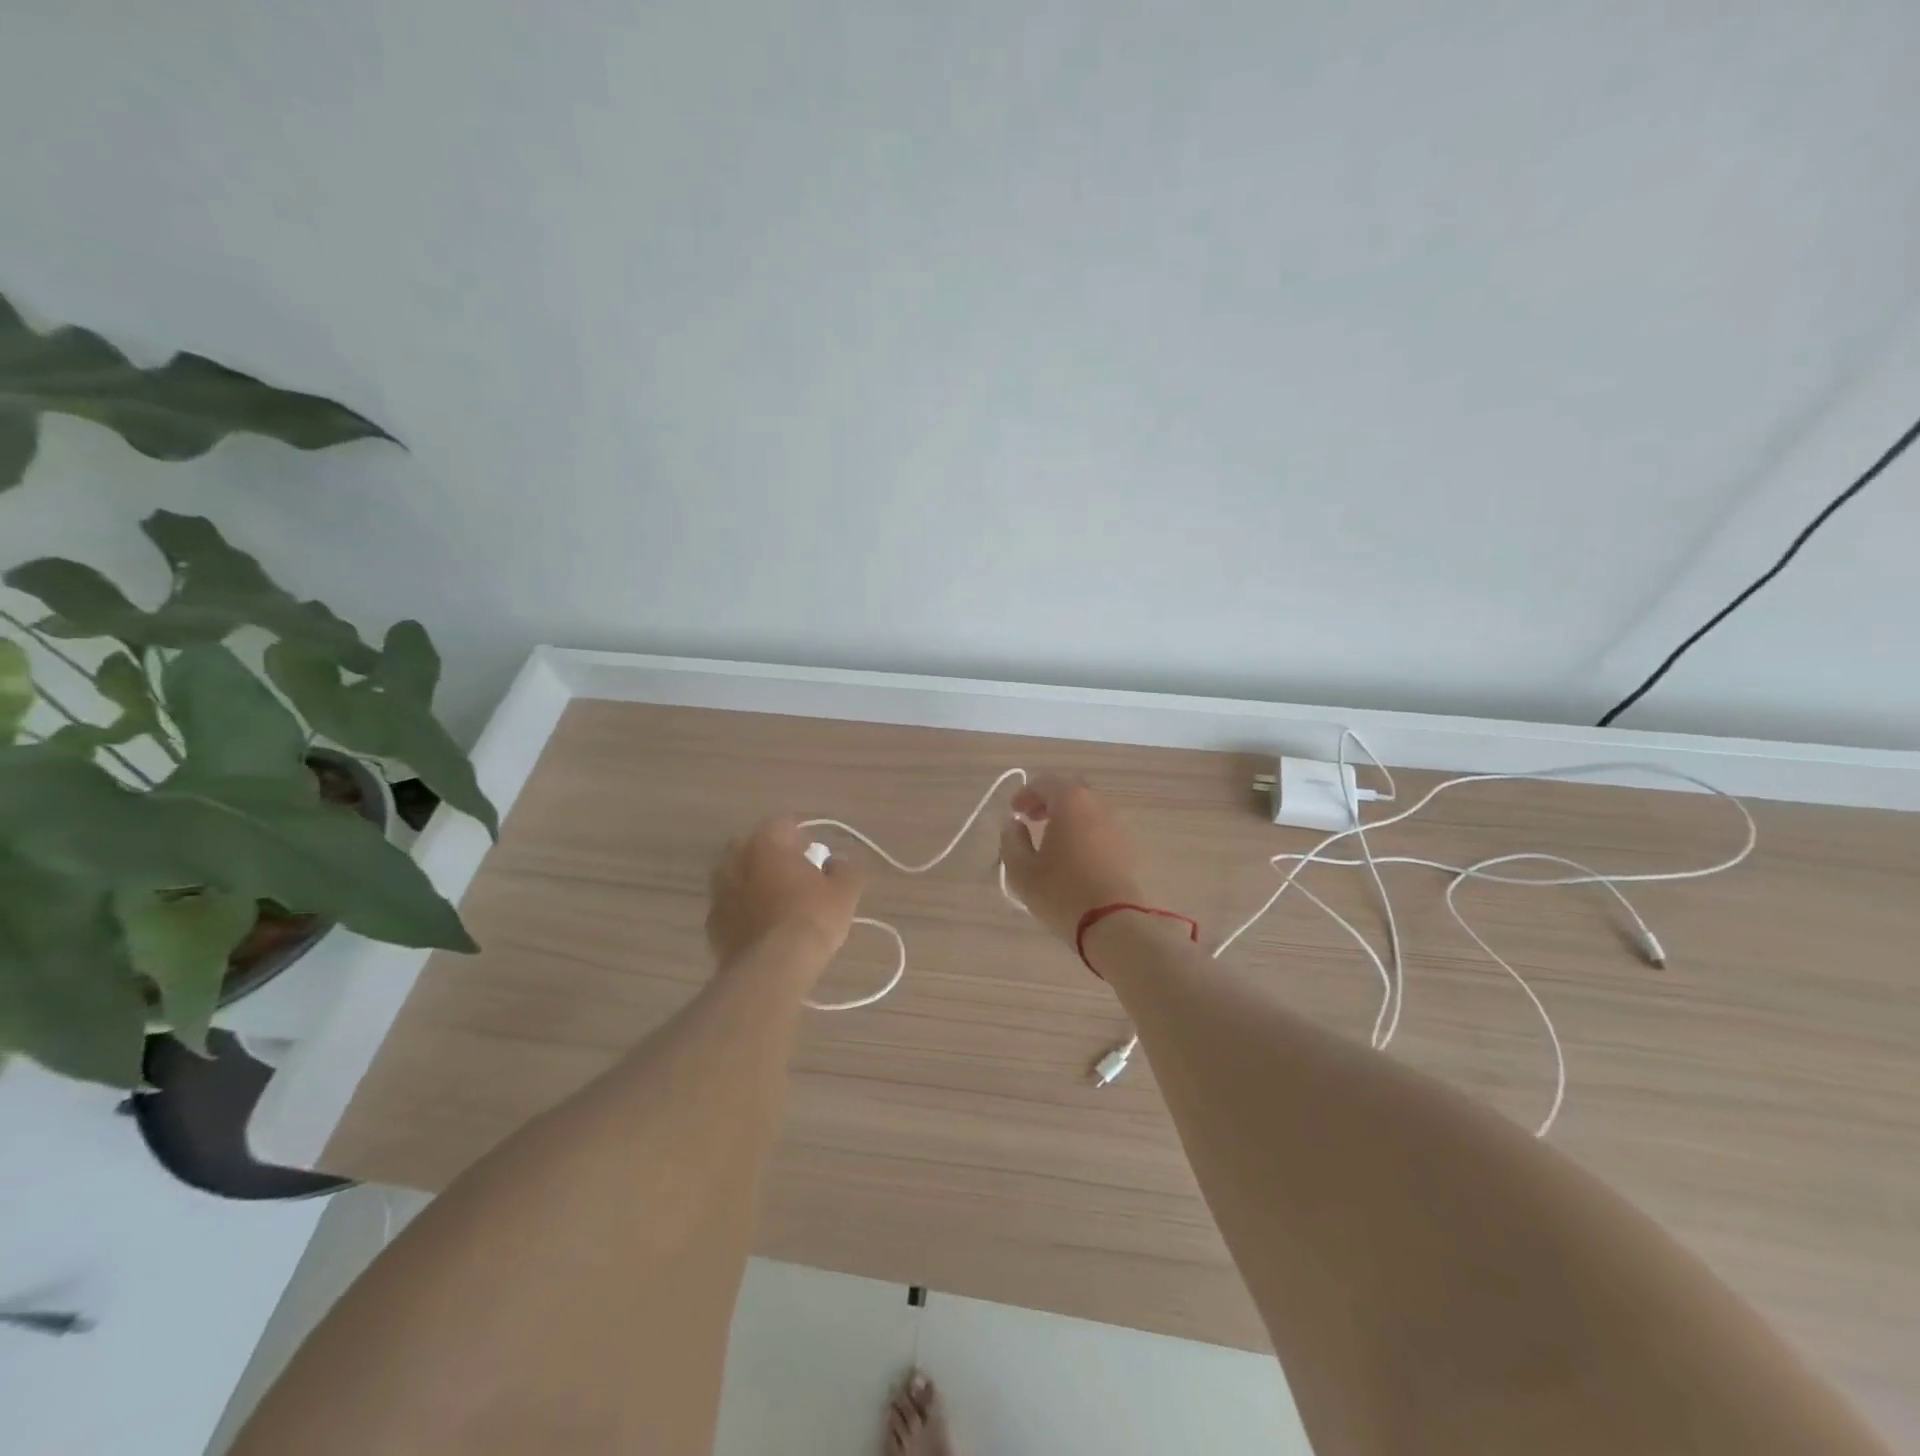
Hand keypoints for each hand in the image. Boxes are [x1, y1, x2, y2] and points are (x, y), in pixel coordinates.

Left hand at [707, 818, 863, 969]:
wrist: (773, 967)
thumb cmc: (812, 918)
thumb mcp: (846, 890)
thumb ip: (843, 868)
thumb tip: (834, 864)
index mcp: (767, 842)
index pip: (785, 825)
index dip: (804, 838)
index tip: (817, 857)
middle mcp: (736, 858)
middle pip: (756, 847)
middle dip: (774, 857)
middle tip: (796, 877)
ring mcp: (719, 890)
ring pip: (738, 876)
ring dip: (755, 882)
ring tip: (778, 904)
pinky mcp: (712, 921)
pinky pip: (731, 905)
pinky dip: (744, 909)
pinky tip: (763, 927)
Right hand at [998, 775, 1146, 945]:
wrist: (1113, 923)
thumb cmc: (1061, 892)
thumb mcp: (1022, 870)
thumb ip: (1012, 840)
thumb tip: (1014, 825)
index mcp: (1070, 801)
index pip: (1044, 783)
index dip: (1025, 794)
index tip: (1014, 812)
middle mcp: (1096, 805)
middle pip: (1069, 791)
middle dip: (1047, 800)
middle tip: (1030, 819)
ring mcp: (1116, 824)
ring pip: (1087, 808)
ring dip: (1066, 816)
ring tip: (1050, 838)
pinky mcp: (1126, 846)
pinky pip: (1099, 826)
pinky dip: (1082, 830)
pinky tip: (1071, 854)